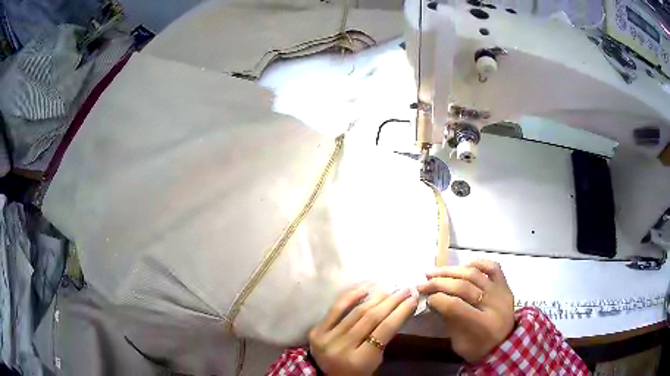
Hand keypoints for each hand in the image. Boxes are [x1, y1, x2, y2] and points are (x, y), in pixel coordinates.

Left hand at [308, 287, 418, 375]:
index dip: (400, 311)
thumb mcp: (375, 361)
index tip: (413, 298)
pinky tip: (364, 290)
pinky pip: (335, 310)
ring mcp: (327, 338)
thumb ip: (383, 339)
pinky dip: (350, 297)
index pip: (385, 329)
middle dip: (392, 301)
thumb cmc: (357, 372)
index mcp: (360, 359)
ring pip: (356, 312)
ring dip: (376, 298)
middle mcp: (342, 347)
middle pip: (371, 318)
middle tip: (405, 289)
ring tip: (390, 289)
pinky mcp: (316, 331)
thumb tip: (398, 309)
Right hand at [417, 260, 514, 363]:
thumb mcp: (458, 341)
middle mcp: (494, 304)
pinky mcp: (505, 285)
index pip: (455, 306)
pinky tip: (464, 265)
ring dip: (452, 271)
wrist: (504, 345)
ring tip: (436, 272)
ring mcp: (501, 292)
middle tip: (423, 282)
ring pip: (475, 274)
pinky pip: (493, 267)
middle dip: (440, 283)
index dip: (437, 299)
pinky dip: (478, 263)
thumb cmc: (477, 348)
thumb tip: (433, 298)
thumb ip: (448, 319)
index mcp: (482, 325)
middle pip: (464, 287)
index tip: (424, 297)